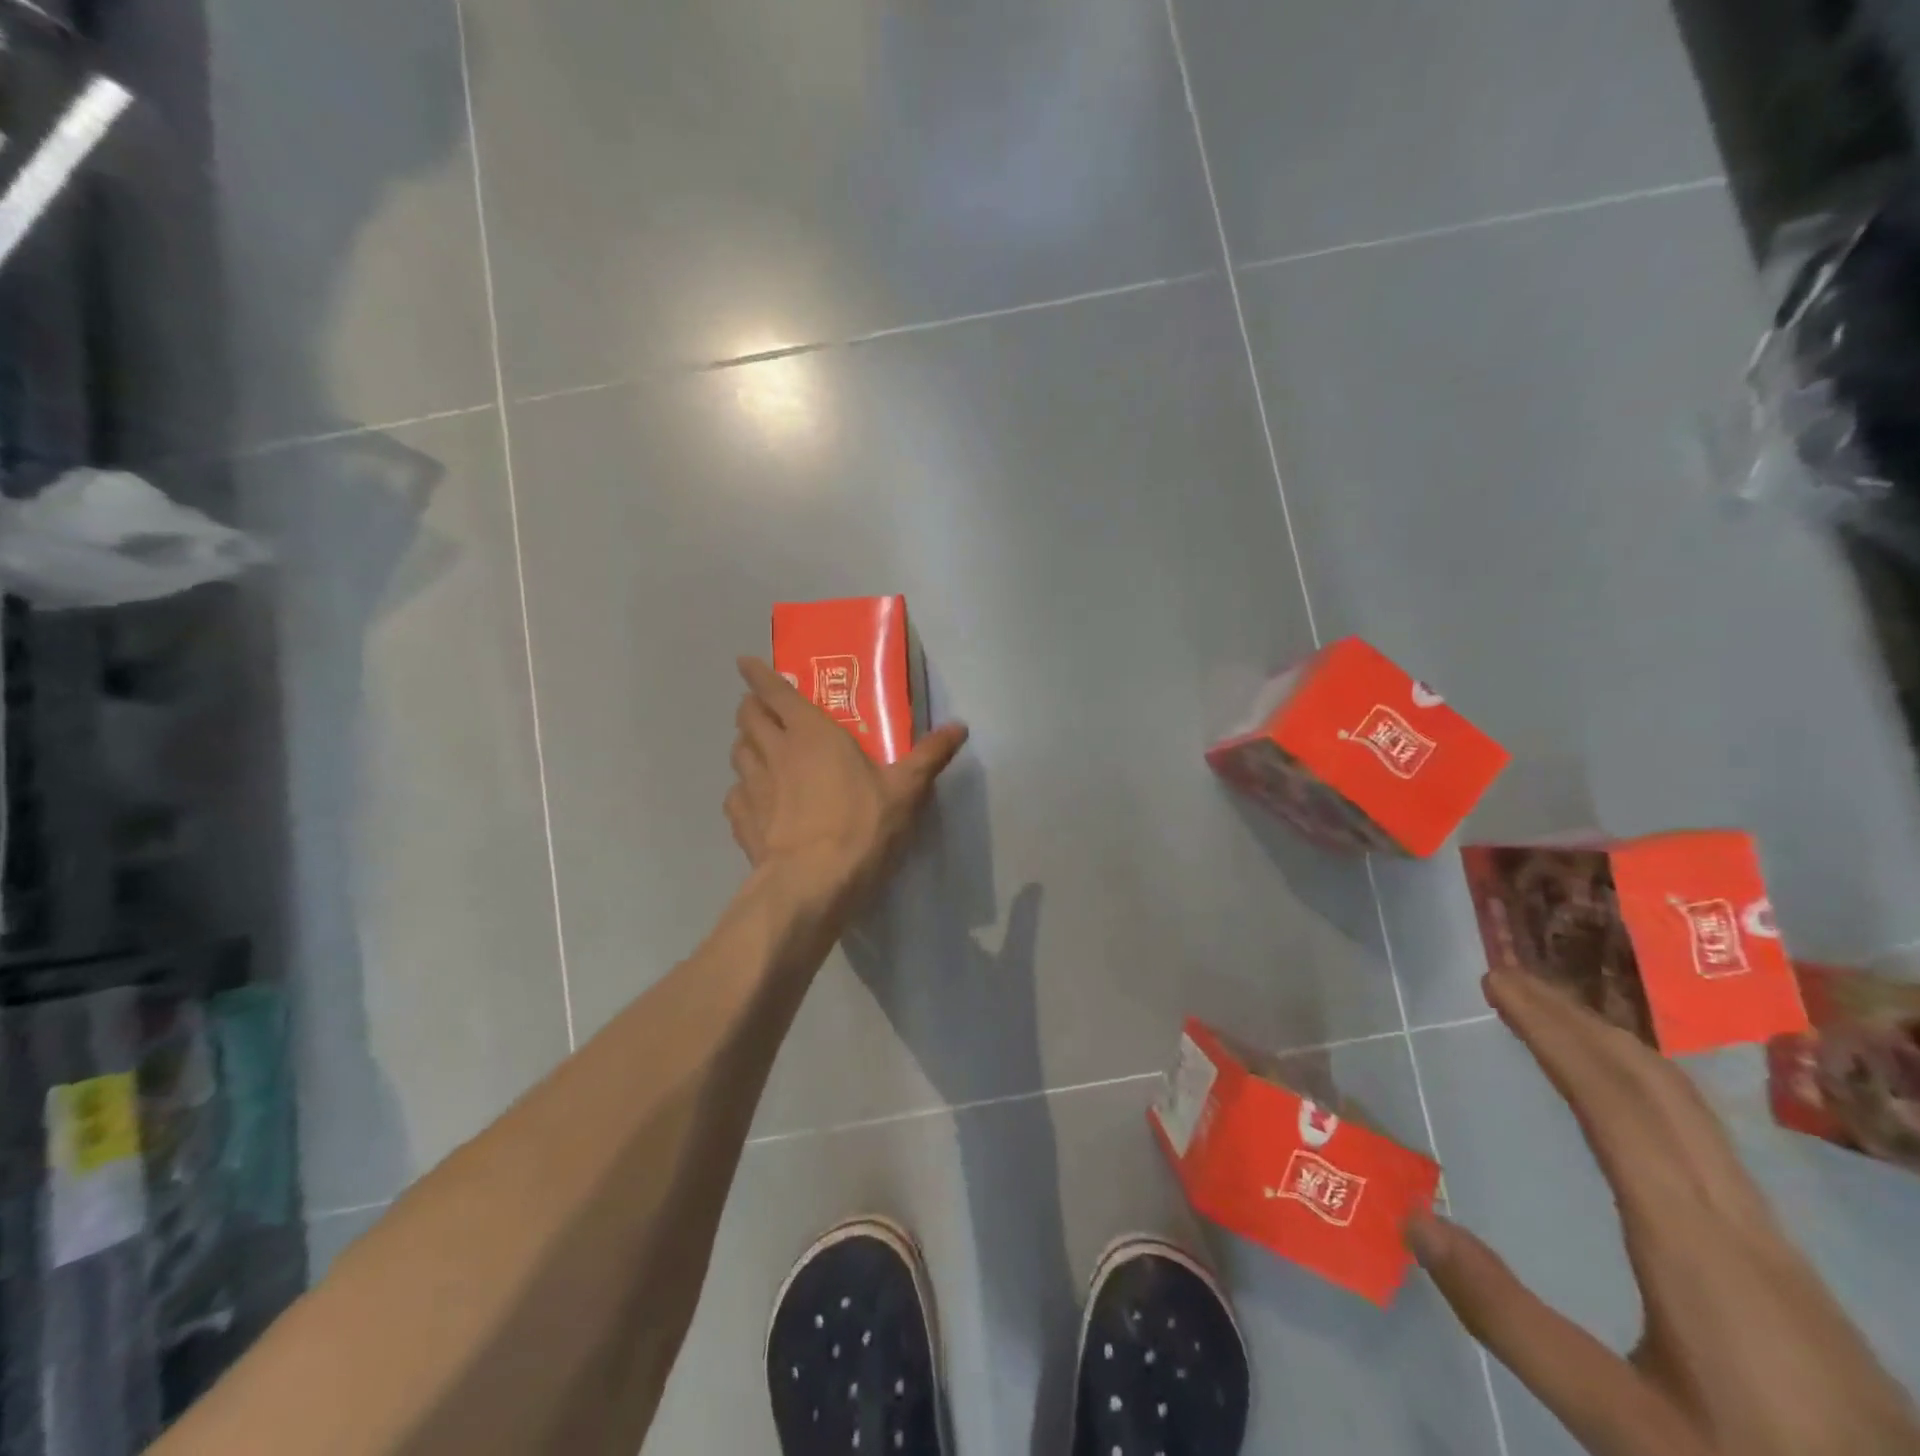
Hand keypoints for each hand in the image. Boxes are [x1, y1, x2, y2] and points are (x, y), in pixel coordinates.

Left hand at [725, 657, 967, 910]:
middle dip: (751, 706)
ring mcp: (752, 787)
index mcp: (811, 733)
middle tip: (766, 711)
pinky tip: (757, 802)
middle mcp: (774, 751)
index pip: (774, 691)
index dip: (757, 674)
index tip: (746, 663)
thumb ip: (929, 755)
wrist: (811, 884)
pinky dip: (743, 791)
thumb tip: (960, 726)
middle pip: (747, 716)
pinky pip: (735, 794)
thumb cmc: (861, 826)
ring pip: (737, 752)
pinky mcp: (741, 821)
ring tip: (761, 752)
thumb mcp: (905, 790)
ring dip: (746, 744)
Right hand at [1409, 970, 1919, 1455]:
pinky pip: (1702, 1137)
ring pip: (1690, 1108)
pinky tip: (1624, 1104)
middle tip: (1510, 979)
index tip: (1497, 982)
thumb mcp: (1625, 1428)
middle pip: (1658, 1087)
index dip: (1552, 1032)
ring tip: (1554, 1020)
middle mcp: (1737, 1222)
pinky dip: (1644, 1086)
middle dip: (1580, 1019)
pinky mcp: (1783, 1265)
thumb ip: (1514, 1323)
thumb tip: (1416, 1219)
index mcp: (1693, 1242)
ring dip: (1614, 1046)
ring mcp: (1770, 1242)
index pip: (1614, 1103)